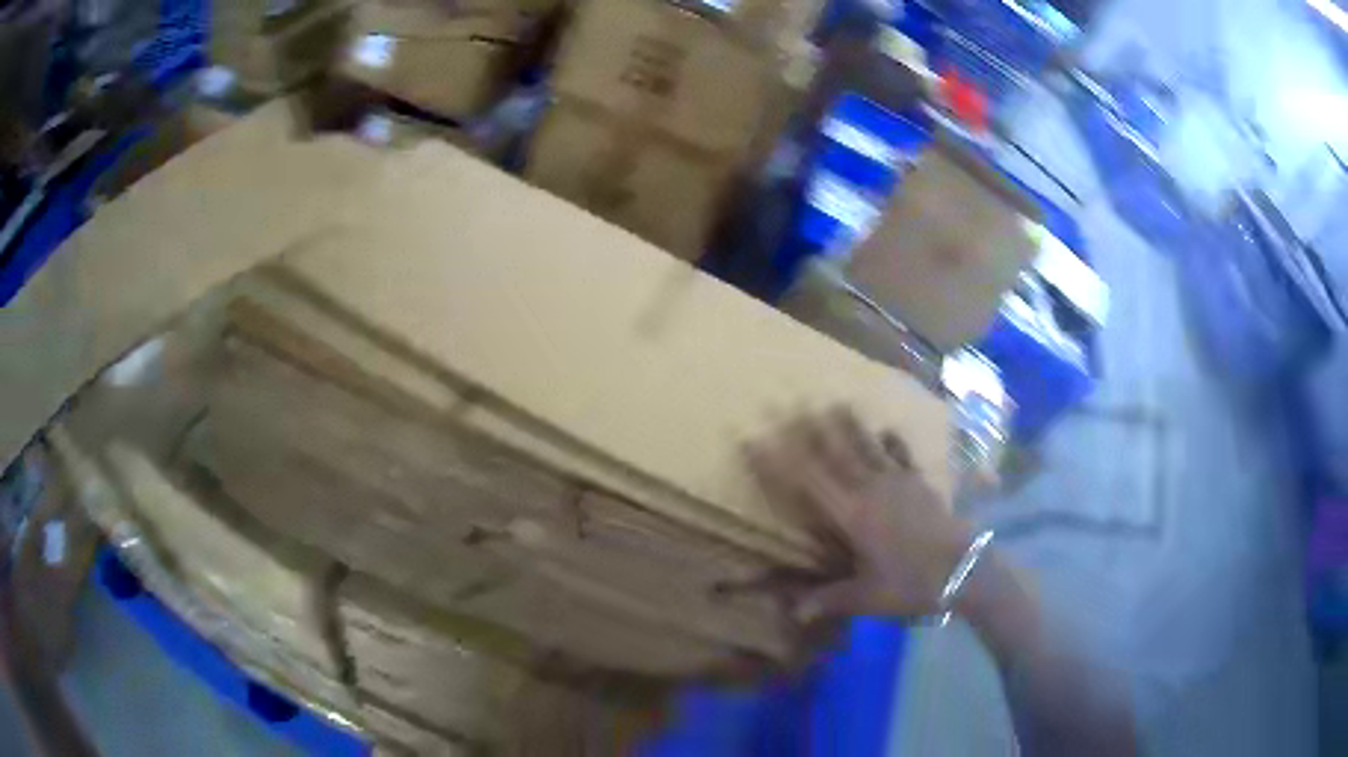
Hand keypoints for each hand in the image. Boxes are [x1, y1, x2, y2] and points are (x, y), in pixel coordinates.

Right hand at [746, 407, 972, 620]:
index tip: (756, 439)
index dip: (778, 461)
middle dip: (809, 430)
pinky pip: (900, 456)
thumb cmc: (912, 584)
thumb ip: (829, 600)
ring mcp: (897, 482)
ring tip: (833, 401)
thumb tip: (793, 614)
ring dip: (848, 425)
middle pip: (835, 454)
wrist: (964, 569)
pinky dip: (891, 442)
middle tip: (790, 404)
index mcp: (851, 515)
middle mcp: (870, 490)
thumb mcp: (867, 597)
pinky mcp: (919, 483)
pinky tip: (886, 430)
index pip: (807, 482)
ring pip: (866, 447)